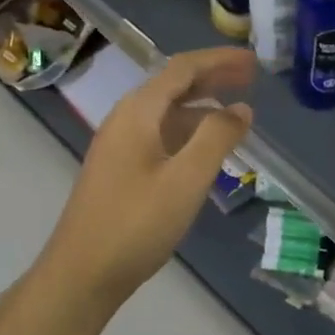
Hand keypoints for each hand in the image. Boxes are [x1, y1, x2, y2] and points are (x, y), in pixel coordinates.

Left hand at [41, 48, 254, 306]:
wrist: (81, 274)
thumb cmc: (136, 223)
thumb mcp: (186, 179)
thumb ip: (217, 138)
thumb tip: (241, 108)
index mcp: (138, 112)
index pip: (183, 69)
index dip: (219, 60)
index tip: (254, 61)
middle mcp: (125, 120)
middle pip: (173, 85)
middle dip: (212, 78)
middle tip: (251, 79)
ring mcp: (119, 145)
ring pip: (166, 112)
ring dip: (202, 106)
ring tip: (236, 114)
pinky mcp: (119, 169)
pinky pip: (160, 134)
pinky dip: (188, 131)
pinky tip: (205, 150)